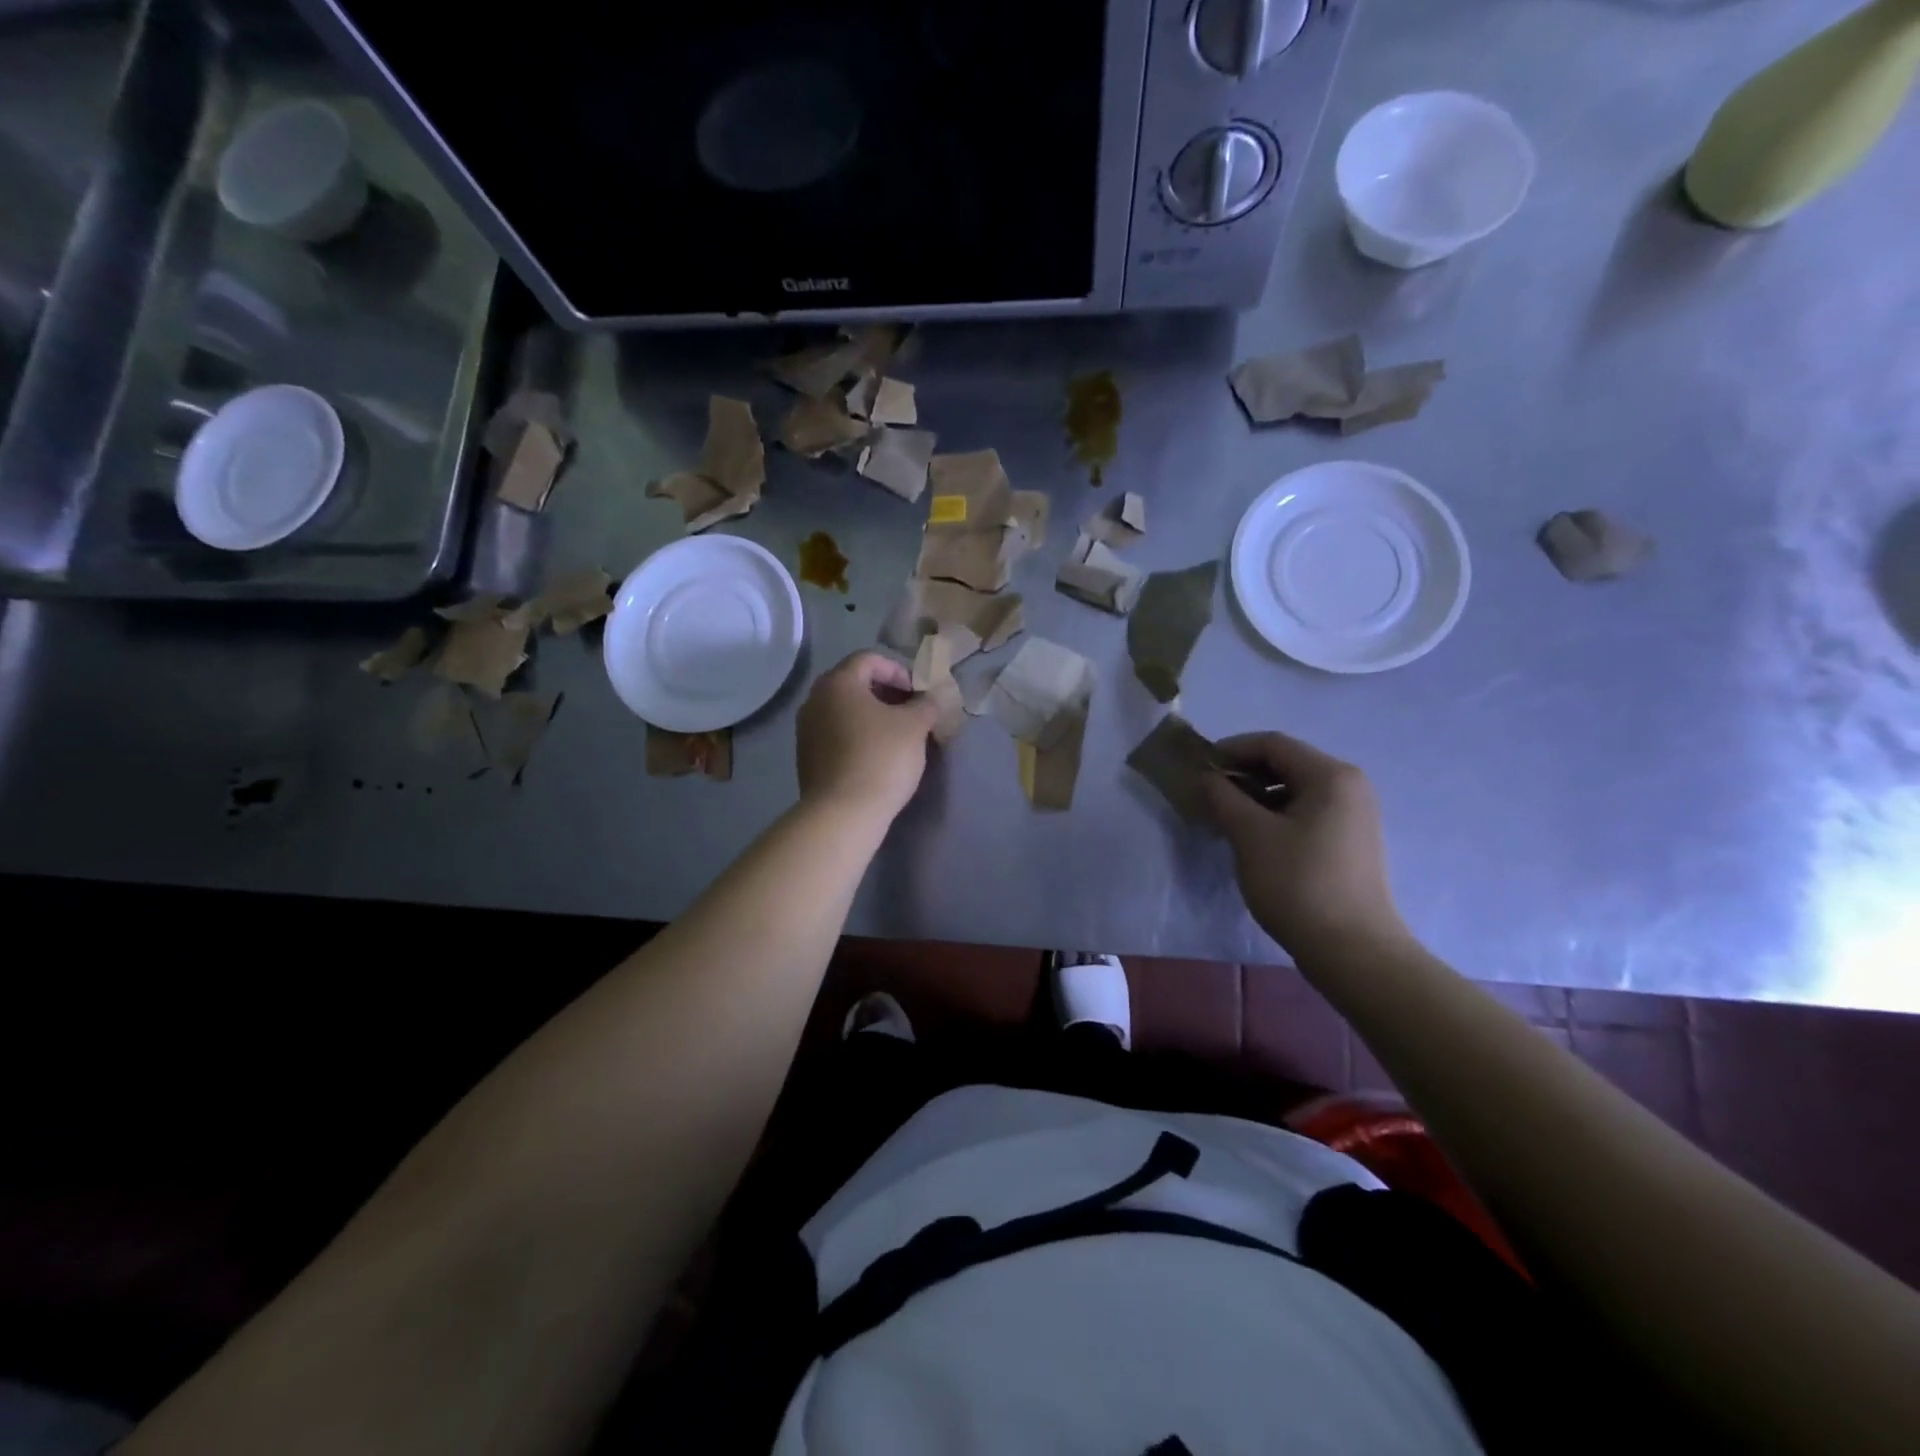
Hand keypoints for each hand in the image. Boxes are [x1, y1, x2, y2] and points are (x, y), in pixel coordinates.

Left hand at [796, 652, 939, 821]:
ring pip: (844, 710)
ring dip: (872, 716)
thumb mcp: (915, 726)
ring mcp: (806, 730)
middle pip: (854, 683)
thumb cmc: (881, 758)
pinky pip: (836, 734)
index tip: (918, 694)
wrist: (843, 813)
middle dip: (886, 693)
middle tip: (911, 712)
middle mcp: (815, 700)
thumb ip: (926, 704)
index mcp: (837, 683)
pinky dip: (857, 735)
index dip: (899, 670)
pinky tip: (877, 756)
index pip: (869, 659)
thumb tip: (930, 698)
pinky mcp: (806, 757)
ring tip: (898, 736)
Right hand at [1203, 732, 1409, 960]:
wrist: (1351, 950)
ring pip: (1295, 790)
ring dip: (1256, 796)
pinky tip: (1253, 838)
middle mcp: (1350, 786)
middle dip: (1243, 774)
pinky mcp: (1350, 841)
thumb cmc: (1298, 883)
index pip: (1272, 744)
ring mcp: (1354, 815)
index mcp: (1331, 775)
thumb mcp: (1250, 834)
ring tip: (1226, 819)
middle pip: (1286, 764)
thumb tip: (1206, 777)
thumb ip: (1223, 796)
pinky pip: (1306, 812)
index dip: (1230, 750)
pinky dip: (1276, 815)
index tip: (1198, 769)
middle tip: (1209, 795)